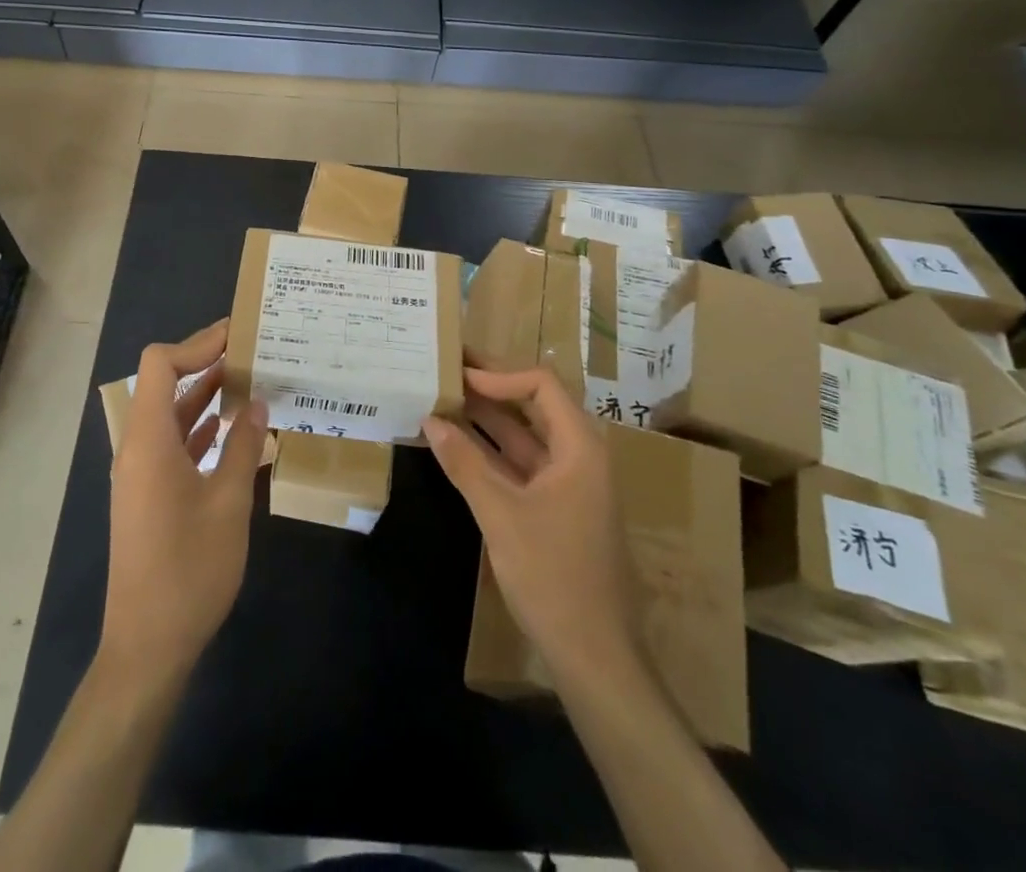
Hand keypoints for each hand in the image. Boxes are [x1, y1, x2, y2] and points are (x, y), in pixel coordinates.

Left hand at [100, 320, 269, 686]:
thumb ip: (242, 446)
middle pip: (164, 383)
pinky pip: (173, 441)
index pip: (161, 364)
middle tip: (252, 350)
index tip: (238, 336)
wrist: (147, 645)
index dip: (196, 344)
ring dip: (205, 394)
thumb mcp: (228, 503)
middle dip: (205, 362)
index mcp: (149, 441)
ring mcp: (141, 472)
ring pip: (171, 413)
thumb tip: (257, 403)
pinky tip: (233, 427)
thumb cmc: (189, 570)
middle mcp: (138, 447)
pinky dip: (201, 426)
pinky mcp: (148, 493)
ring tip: (251, 380)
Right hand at [423, 367, 642, 688]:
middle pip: (534, 406)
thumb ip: (465, 464)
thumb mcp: (501, 515)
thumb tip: (430, 419)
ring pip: (525, 437)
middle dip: (491, 388)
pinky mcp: (557, 509)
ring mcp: (569, 485)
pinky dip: (491, 453)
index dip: (499, 374)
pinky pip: (522, 466)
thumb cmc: (552, 576)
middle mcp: (579, 457)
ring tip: (444, 400)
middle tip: (447, 370)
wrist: (595, 656)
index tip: (459, 375)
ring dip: (487, 421)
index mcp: (580, 448)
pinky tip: (458, 447)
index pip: (541, 385)